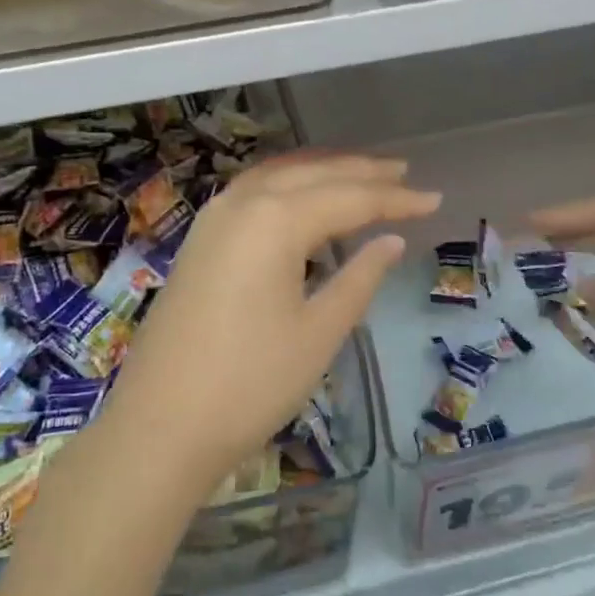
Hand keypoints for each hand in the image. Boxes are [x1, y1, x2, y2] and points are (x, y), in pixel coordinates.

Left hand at [103, 154, 440, 501]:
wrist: (160, 424)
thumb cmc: (250, 383)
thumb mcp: (318, 332)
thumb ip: (358, 278)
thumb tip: (390, 242)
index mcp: (275, 220)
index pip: (349, 198)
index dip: (394, 200)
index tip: (434, 199)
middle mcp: (243, 203)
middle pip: (312, 175)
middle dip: (360, 172)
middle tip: (403, 174)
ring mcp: (214, 218)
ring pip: (278, 176)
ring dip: (321, 171)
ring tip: (361, 173)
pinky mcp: (200, 239)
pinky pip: (252, 192)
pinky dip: (286, 184)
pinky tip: (301, 196)